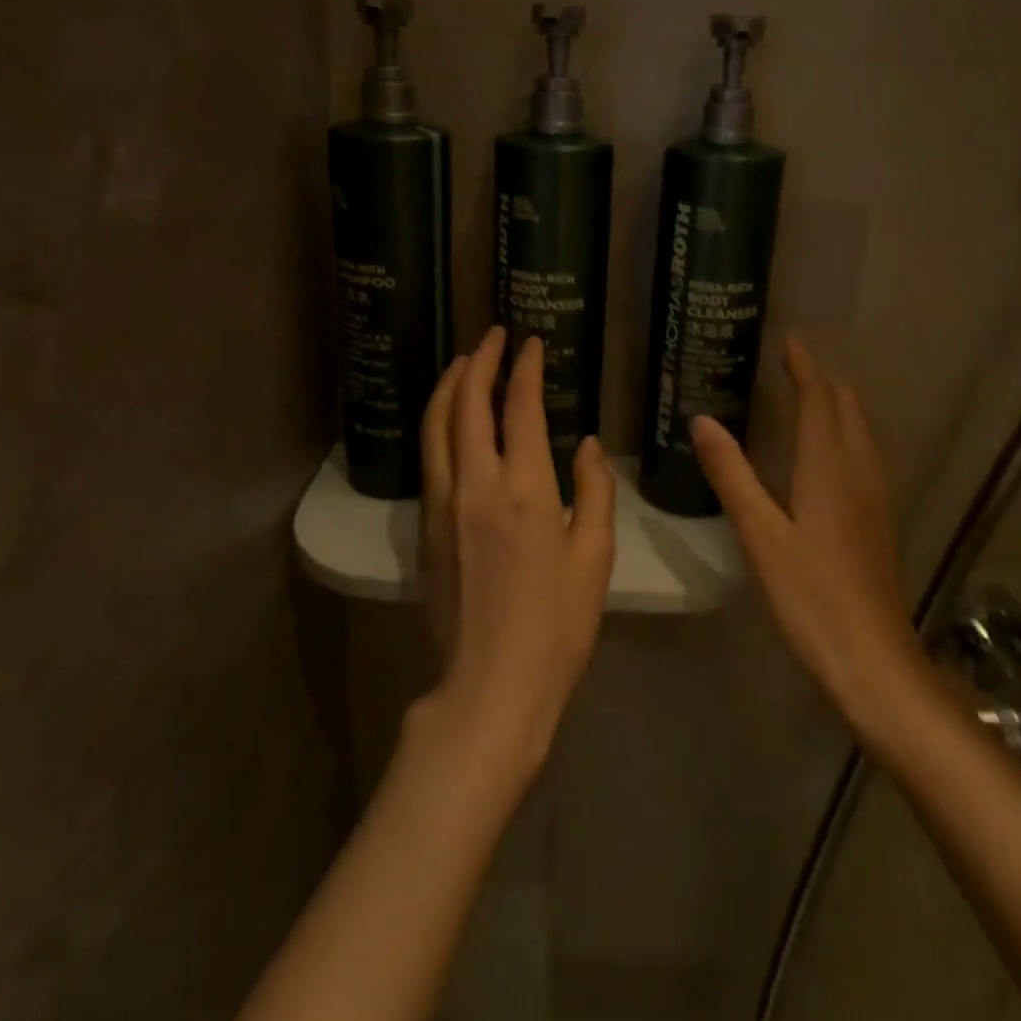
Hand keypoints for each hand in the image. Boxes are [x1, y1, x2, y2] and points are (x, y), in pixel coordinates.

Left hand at [417, 328, 615, 778]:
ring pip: (436, 426)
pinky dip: (438, 422)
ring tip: (464, 362)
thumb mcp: (594, 557)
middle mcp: (475, 484)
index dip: (524, 369)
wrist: (492, 685)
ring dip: (449, 385)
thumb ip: (594, 492)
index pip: (519, 408)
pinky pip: (430, 457)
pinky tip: (450, 419)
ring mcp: (442, 505)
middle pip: (466, 404)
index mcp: (524, 489)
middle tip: (493, 336)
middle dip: (479, 362)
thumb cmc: (557, 624)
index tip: (530, 343)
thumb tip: (587, 445)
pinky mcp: (425, 527)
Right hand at [691, 336, 921, 734]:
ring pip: (860, 431)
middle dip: (823, 381)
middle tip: (792, 365)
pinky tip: (828, 455)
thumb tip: (702, 419)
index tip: (789, 341)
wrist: (873, 659)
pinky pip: (863, 455)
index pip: (819, 398)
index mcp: (829, 465)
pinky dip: (844, 434)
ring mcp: (874, 496)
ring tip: (809, 397)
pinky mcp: (878, 520)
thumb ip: (731, 473)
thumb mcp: (760, 533)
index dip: (804, 367)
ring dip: (837, 406)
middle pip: (847, 408)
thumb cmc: (810, 594)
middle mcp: (858, 470)